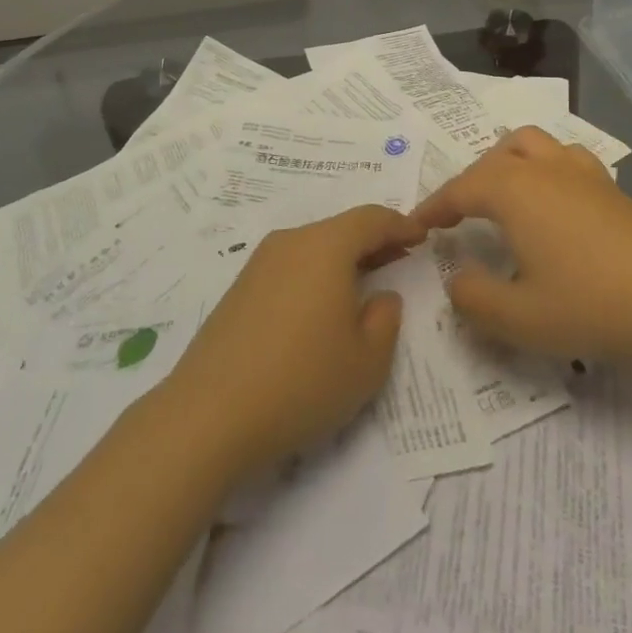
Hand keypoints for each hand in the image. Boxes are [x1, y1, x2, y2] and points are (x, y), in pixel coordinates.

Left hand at [161, 204, 424, 479]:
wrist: (209, 413)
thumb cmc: (302, 381)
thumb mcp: (367, 361)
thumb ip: (385, 319)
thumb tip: (381, 296)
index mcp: (325, 246)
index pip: (371, 219)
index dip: (400, 225)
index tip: (421, 236)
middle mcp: (290, 242)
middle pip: (340, 229)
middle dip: (373, 242)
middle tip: (399, 259)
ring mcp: (259, 263)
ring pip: (313, 247)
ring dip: (342, 260)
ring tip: (364, 285)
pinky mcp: (239, 288)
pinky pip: (290, 267)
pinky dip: (315, 275)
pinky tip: (320, 308)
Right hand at [414, 126, 631, 365]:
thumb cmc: (596, 305)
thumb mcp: (522, 318)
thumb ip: (474, 299)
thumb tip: (456, 280)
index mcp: (514, 190)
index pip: (459, 189)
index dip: (432, 208)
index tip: (413, 228)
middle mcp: (544, 169)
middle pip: (494, 157)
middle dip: (469, 182)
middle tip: (459, 219)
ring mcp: (583, 173)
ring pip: (532, 144)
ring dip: (507, 163)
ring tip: (503, 198)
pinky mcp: (612, 188)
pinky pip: (564, 159)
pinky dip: (543, 170)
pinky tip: (553, 206)